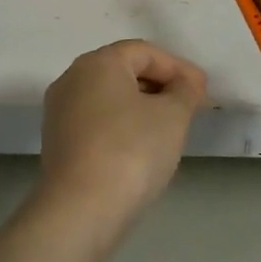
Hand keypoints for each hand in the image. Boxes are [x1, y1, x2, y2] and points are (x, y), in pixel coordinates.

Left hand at [39, 40, 205, 220]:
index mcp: (98, 62)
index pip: (144, 52)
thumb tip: (185, 83)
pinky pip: (96, 121)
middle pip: (123, 70)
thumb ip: (184, 91)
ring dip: (141, 106)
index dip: (178, 67)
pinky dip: (122, 125)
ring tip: (169, 127)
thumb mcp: (172, 116)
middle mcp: (72, 78)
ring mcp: (59, 111)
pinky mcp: (57, 141)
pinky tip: (141, 147)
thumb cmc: (131, 150)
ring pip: (109, 97)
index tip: (203, 90)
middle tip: (190, 106)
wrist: (80, 209)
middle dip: (160, 84)